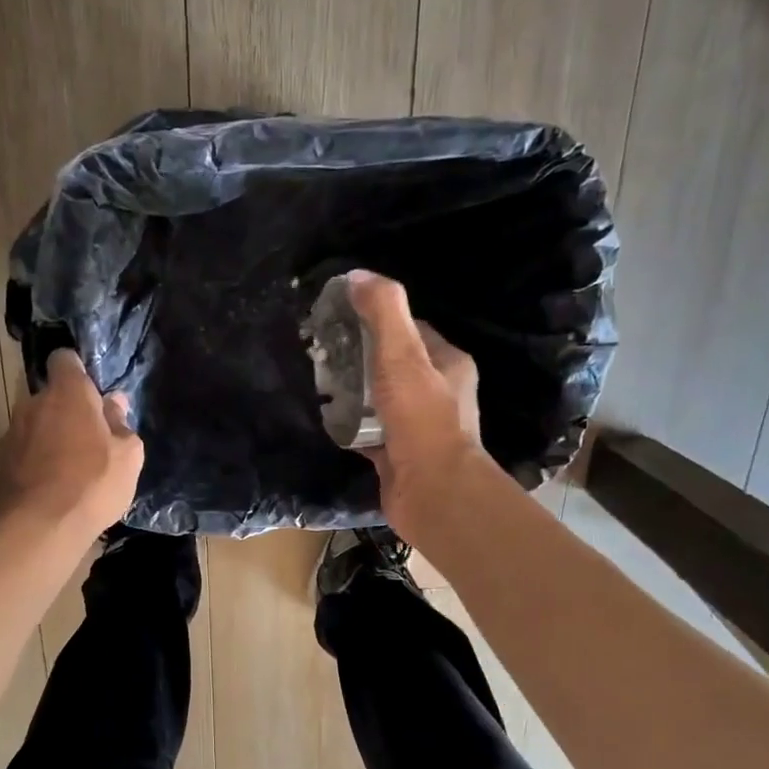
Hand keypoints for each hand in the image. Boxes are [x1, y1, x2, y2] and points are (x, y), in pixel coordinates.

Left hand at [0, 349, 144, 539]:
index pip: (65, 359)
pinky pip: (25, 450)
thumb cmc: (93, 484)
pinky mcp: (0, 461)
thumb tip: (114, 404)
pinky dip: (37, 460)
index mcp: (68, 393)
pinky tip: (52, 486)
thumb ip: (121, 424)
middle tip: (91, 440)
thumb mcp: (128, 456)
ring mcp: (12, 432)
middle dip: (69, 411)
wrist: (40, 527)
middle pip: (52, 396)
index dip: (78, 372)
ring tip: (71, 468)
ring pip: (37, 424)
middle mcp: (33, 403)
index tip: (93, 395)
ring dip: (52, 437)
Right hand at [347, 270, 486, 543]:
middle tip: (323, 354)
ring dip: (354, 393)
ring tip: (320, 385)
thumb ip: (383, 313)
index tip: (342, 319)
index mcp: (447, 364)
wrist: (433, 492)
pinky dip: (351, 427)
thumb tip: (357, 275)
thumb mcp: (401, 356)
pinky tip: (328, 421)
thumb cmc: (421, 419)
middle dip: (360, 358)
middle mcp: (438, 393)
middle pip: (393, 365)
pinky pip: (370, 433)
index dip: (377, 321)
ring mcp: (419, 428)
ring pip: (380, 400)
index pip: (411, 331)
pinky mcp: (400, 456)